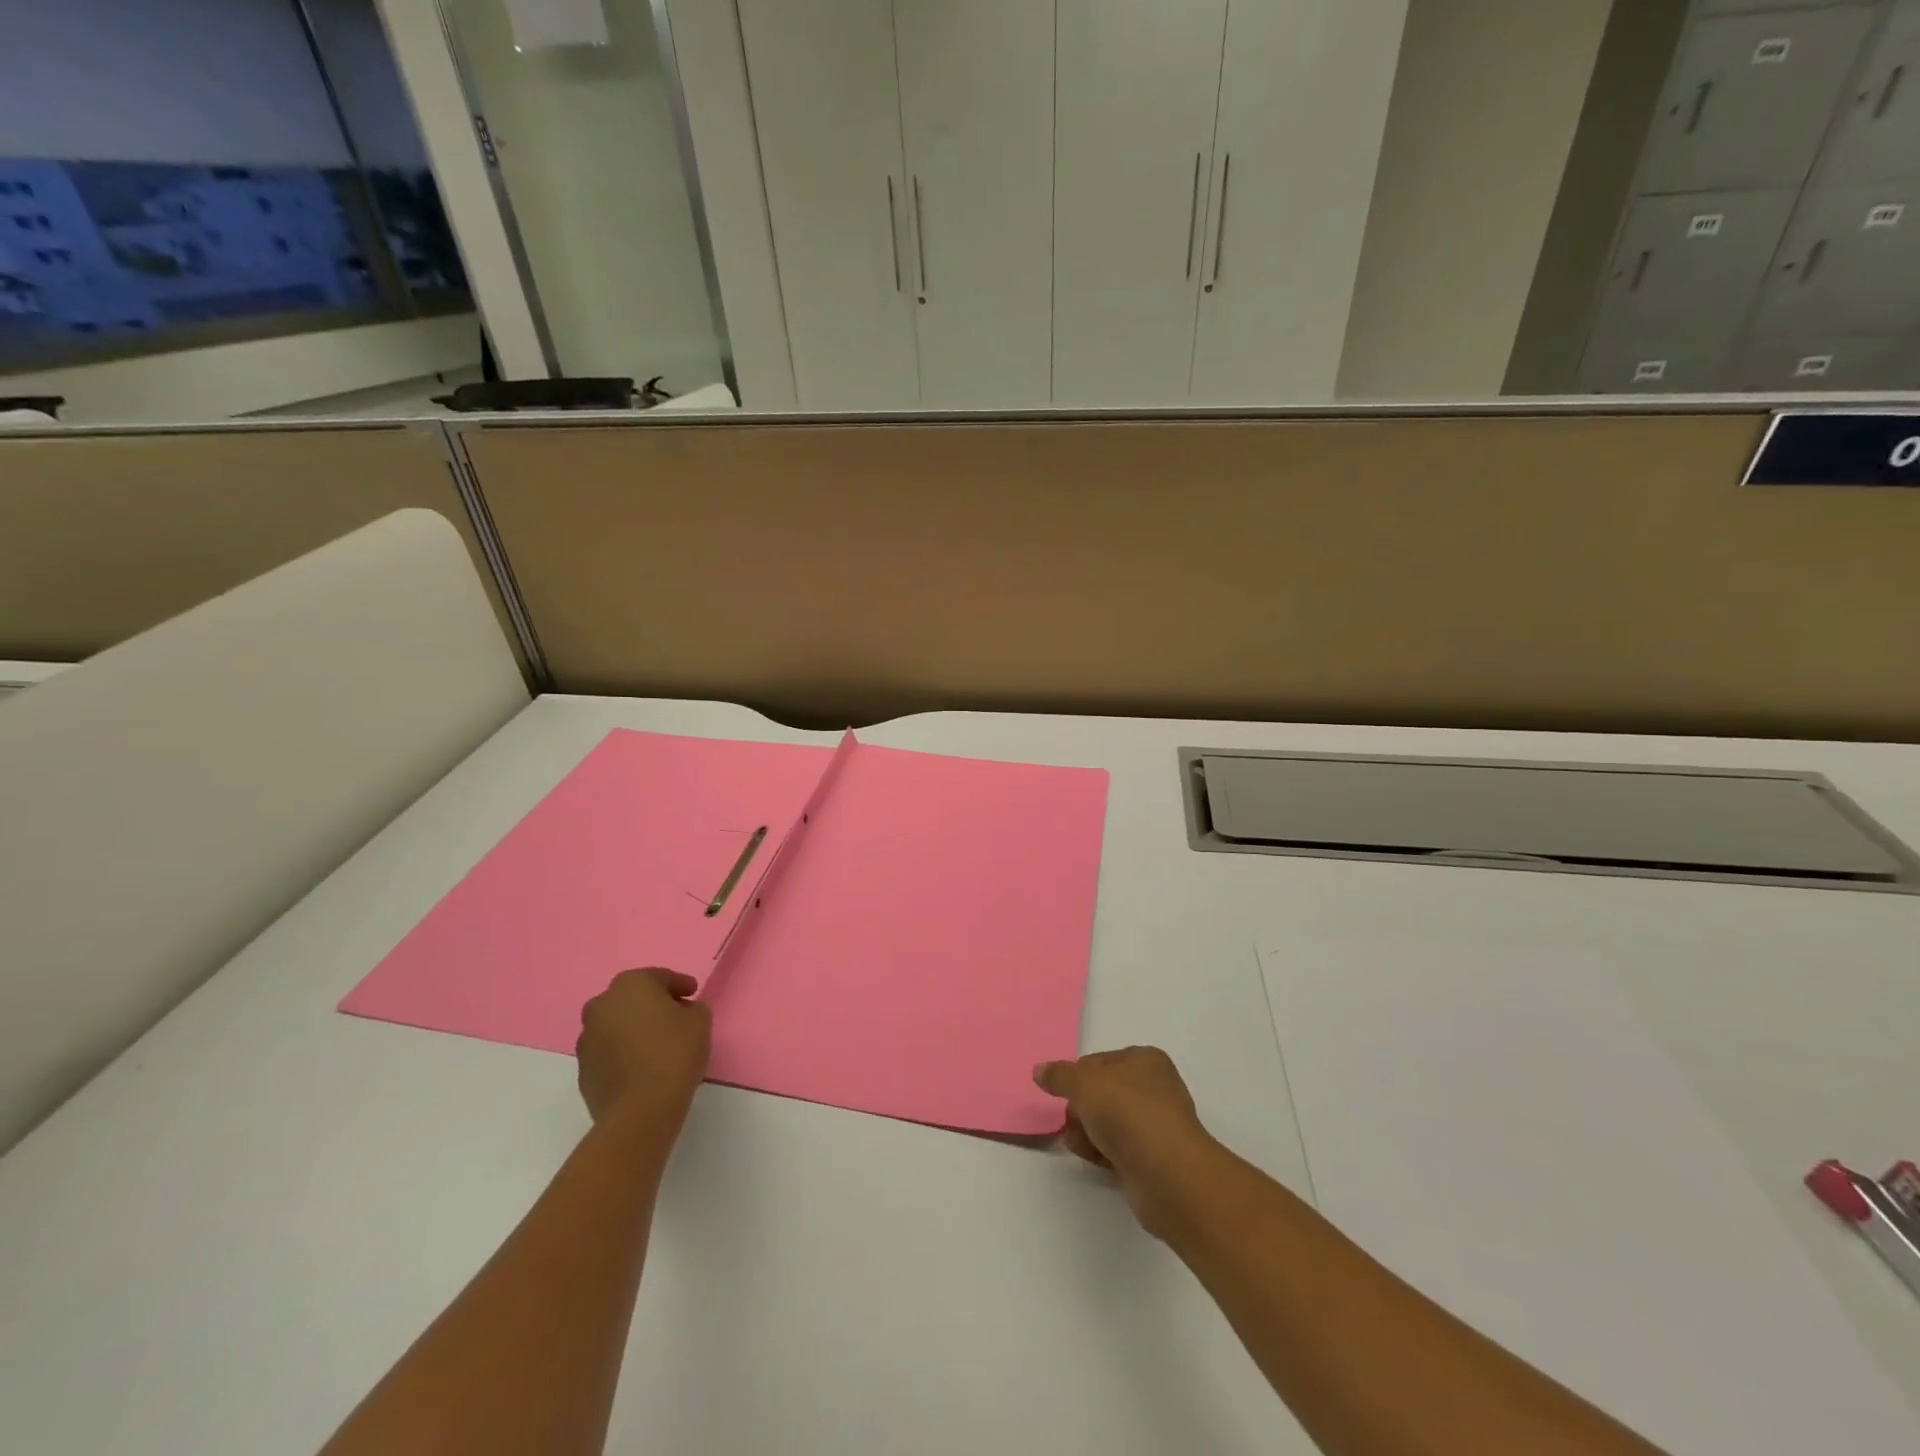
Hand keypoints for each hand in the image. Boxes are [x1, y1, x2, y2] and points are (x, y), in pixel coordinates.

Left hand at [576, 968, 711, 1125]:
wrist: (639, 1111)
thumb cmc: (673, 1054)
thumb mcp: (700, 1021)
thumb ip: (693, 1008)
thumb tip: (683, 1011)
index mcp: (630, 985)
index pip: (660, 977)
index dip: (680, 984)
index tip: (693, 993)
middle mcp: (601, 1005)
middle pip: (633, 998)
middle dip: (653, 1004)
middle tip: (676, 1016)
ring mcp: (587, 1038)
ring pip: (617, 1025)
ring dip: (635, 1029)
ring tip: (658, 1044)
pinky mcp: (583, 1070)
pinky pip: (609, 1051)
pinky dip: (624, 1052)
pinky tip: (643, 1065)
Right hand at [1033, 1046, 1212, 1237]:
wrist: (1167, 1173)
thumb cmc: (1127, 1112)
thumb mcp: (1084, 1083)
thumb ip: (1059, 1076)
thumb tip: (1039, 1070)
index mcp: (1146, 1060)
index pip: (1101, 1061)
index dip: (1078, 1076)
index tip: (1064, 1092)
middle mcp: (1156, 1088)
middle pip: (1104, 1093)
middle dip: (1082, 1107)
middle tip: (1071, 1120)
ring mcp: (1157, 1125)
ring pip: (1110, 1123)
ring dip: (1089, 1132)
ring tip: (1079, 1143)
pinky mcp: (1154, 1159)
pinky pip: (1120, 1149)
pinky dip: (1103, 1152)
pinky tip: (1092, 1159)